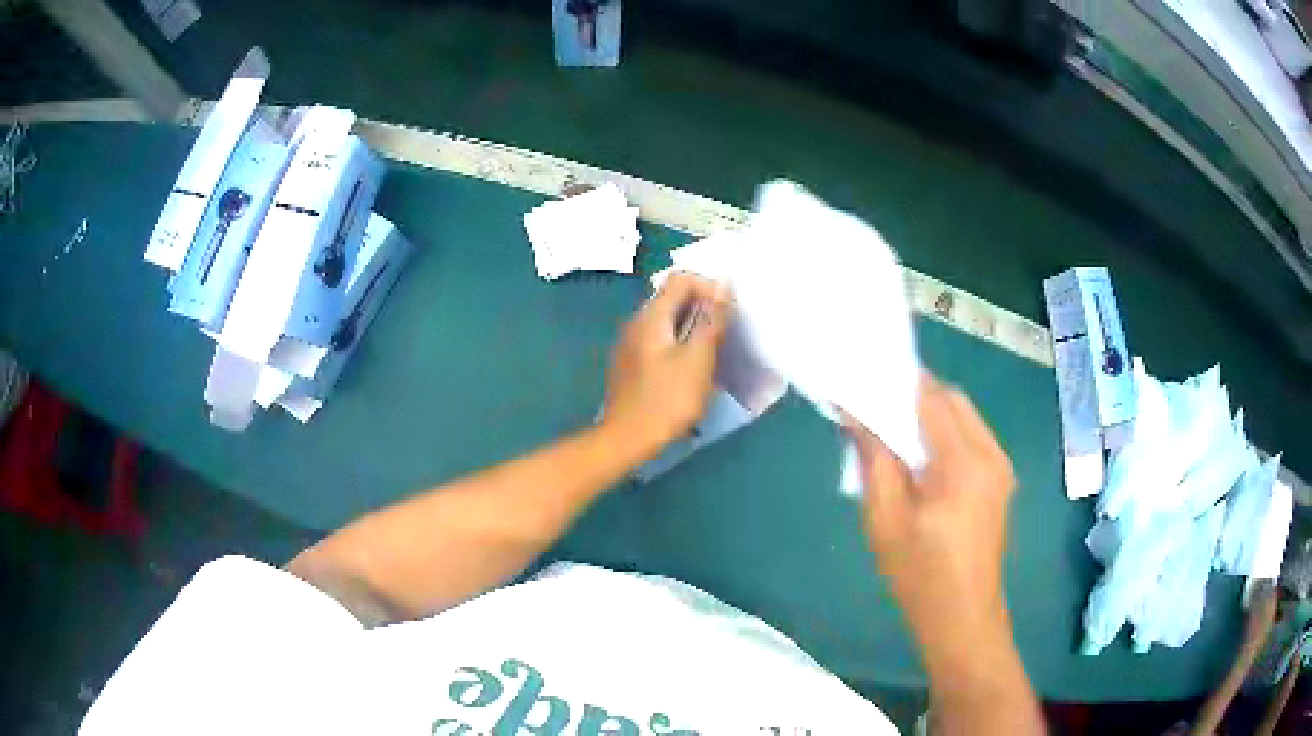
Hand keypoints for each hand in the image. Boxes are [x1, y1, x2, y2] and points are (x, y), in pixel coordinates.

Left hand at [601, 273, 729, 460]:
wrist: (626, 440)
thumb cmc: (666, 400)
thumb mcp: (697, 360)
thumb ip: (711, 321)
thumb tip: (723, 285)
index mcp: (651, 317)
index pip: (681, 279)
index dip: (708, 287)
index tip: (728, 313)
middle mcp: (637, 323)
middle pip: (673, 298)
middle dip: (703, 307)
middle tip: (726, 332)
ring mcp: (631, 344)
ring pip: (667, 321)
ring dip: (693, 327)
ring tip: (714, 349)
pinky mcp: (631, 363)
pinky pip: (660, 340)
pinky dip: (680, 343)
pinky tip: (692, 368)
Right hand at [845, 372, 1016, 657]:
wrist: (963, 618)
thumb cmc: (919, 575)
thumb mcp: (885, 519)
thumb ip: (873, 459)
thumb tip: (856, 414)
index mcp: (965, 463)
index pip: (931, 399)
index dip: (895, 384)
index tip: (862, 382)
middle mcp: (991, 454)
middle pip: (953, 399)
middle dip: (914, 396)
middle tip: (875, 411)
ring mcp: (1001, 466)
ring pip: (964, 416)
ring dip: (930, 415)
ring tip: (894, 436)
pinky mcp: (1001, 480)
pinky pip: (972, 437)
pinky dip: (945, 435)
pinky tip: (920, 460)